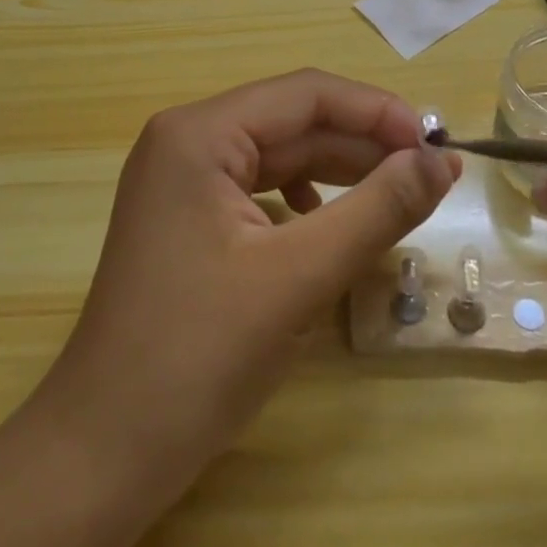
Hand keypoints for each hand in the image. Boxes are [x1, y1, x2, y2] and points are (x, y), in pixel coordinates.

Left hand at [41, 70, 459, 481]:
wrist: (105, 451)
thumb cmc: (198, 356)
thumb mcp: (300, 276)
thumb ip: (378, 209)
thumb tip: (440, 162)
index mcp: (198, 134)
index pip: (305, 94)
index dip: (376, 112)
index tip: (436, 146)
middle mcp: (186, 141)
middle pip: (292, 121)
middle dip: (362, 143)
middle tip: (430, 175)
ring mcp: (182, 181)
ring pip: (279, 155)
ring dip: (340, 171)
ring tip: (396, 197)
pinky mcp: (188, 218)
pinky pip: (260, 189)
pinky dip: (307, 200)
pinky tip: (332, 225)